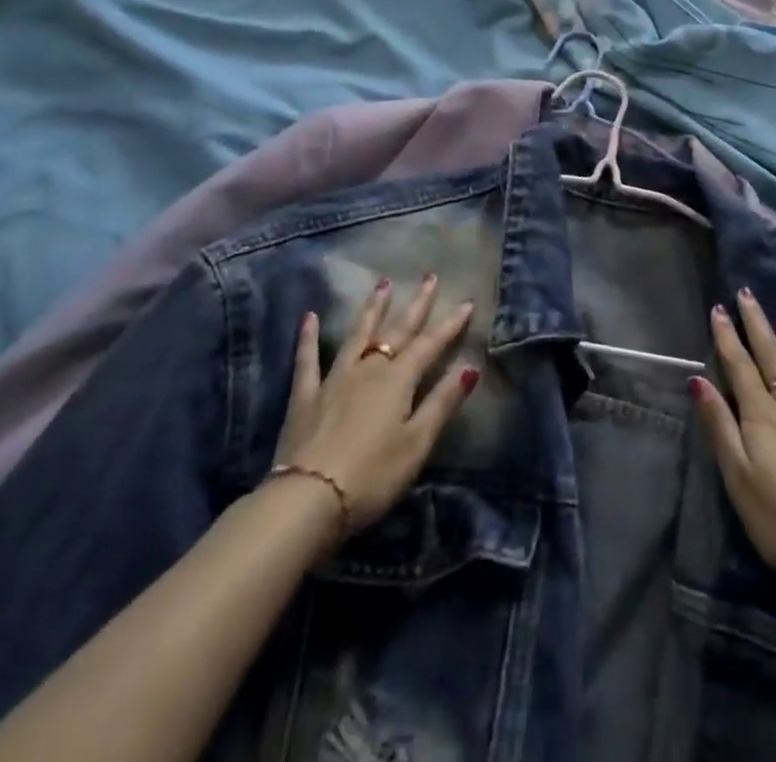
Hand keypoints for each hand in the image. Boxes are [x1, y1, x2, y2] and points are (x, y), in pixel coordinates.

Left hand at [273, 274, 478, 537]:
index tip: (466, 302)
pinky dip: (308, 337)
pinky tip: (310, 316)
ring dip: (372, 309)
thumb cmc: (372, 476)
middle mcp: (368, 369)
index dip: (450, 325)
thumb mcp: (417, 443)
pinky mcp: (305, 396)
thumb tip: (470, 367)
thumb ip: (442, 403)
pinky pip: (307, 360)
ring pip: (358, 335)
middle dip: (416, 304)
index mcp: (398, 381)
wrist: (308, 499)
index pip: (430, 345)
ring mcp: (334, 379)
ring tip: (382, 284)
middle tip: (430, 277)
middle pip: (397, 331)